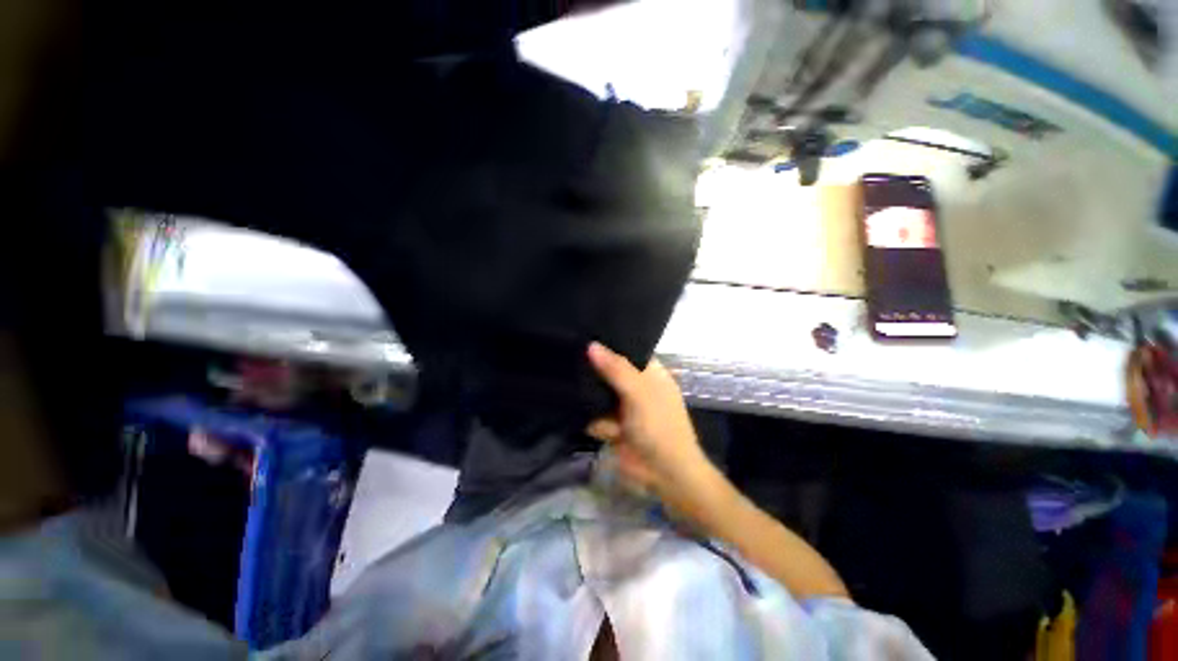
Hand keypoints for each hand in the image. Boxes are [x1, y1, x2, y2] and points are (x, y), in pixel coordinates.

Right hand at [585, 342, 720, 518]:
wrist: (665, 474)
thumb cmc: (659, 426)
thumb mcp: (639, 393)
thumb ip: (616, 369)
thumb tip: (592, 345)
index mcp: (650, 373)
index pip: (628, 350)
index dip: (610, 344)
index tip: (586, 334)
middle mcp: (636, 386)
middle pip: (609, 372)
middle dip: (594, 372)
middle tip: (569, 358)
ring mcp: (624, 407)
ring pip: (599, 394)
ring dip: (593, 400)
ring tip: (583, 398)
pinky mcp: (613, 425)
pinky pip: (596, 415)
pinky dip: (596, 421)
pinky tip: (596, 423)